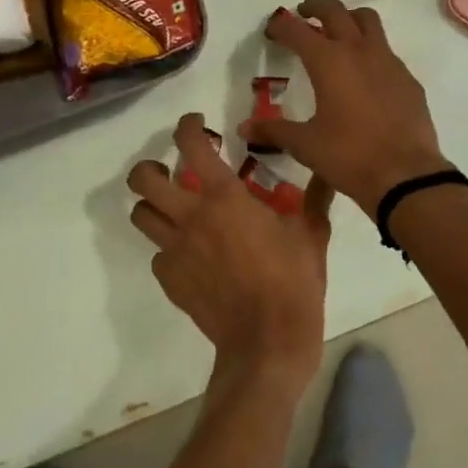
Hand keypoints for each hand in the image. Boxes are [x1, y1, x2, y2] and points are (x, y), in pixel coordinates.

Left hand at [127, 114, 332, 387]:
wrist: (267, 344)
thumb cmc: (293, 282)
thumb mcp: (311, 233)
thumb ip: (315, 197)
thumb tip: (327, 170)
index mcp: (225, 196)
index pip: (192, 145)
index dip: (187, 126)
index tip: (196, 123)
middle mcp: (191, 216)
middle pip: (143, 179)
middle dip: (150, 167)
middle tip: (170, 169)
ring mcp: (176, 250)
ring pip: (141, 215)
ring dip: (152, 205)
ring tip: (174, 208)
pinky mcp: (171, 280)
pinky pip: (158, 255)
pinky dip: (169, 248)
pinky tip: (192, 254)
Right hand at [239, 0, 451, 212]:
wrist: (406, 175)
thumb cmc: (349, 155)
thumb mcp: (305, 145)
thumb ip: (274, 131)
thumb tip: (244, 128)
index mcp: (328, 61)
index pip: (297, 30)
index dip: (281, 26)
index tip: (272, 29)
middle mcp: (358, 50)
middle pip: (335, 11)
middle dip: (316, 7)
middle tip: (304, 13)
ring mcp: (388, 61)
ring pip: (368, 21)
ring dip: (349, 18)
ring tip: (338, 32)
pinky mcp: (407, 78)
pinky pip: (386, 51)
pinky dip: (371, 50)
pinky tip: (366, 75)